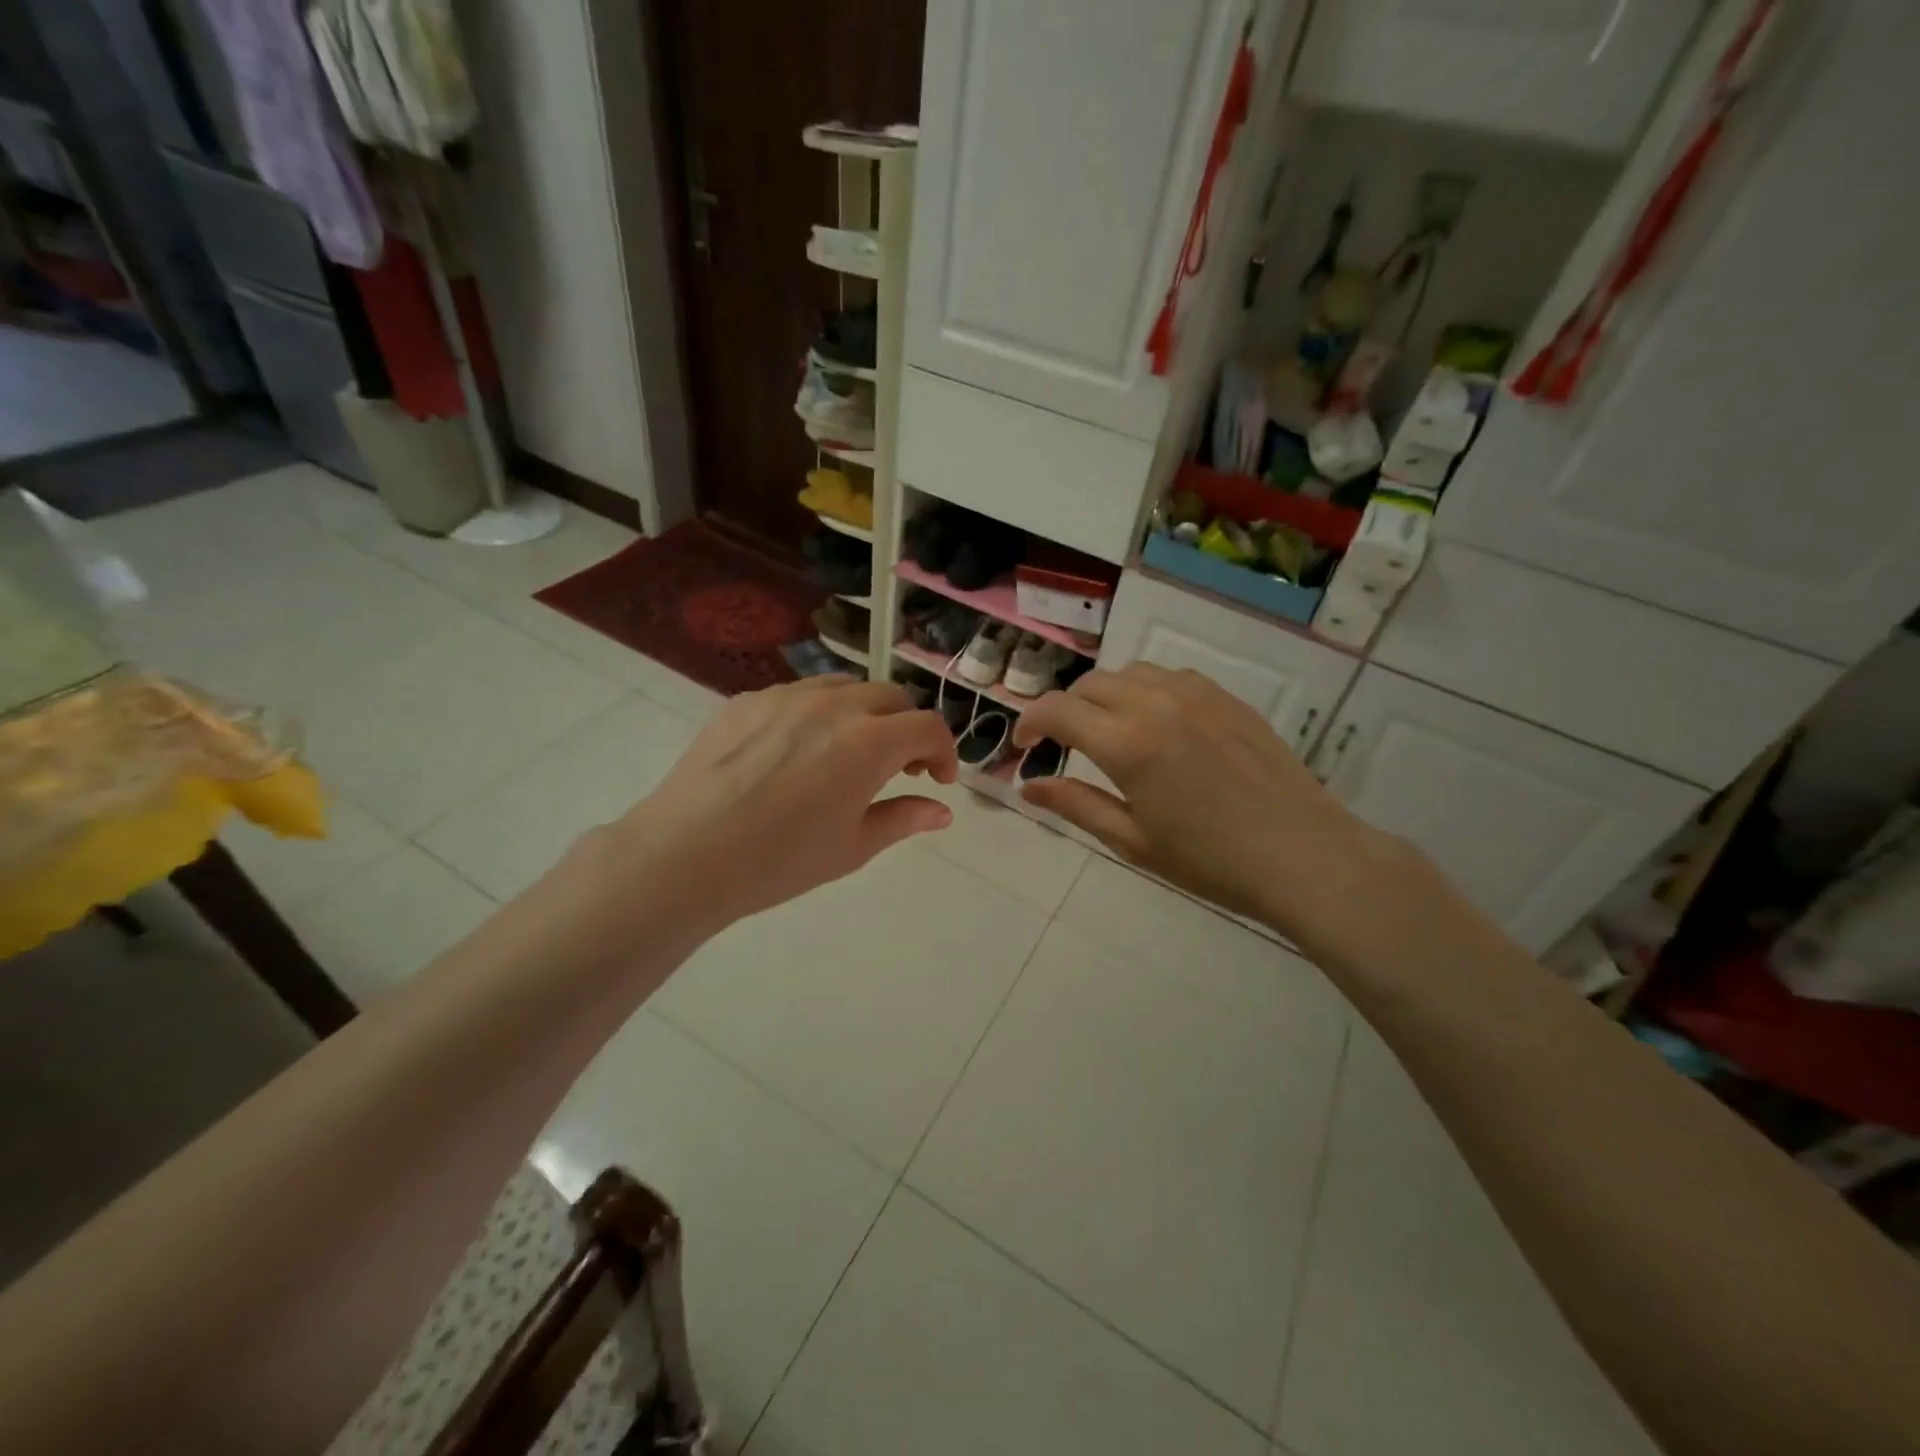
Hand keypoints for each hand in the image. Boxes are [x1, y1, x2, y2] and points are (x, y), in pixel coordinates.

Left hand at [592, 677, 958, 934]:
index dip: (944, 751)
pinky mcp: (748, 700)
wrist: (686, 854)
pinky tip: (799, 751)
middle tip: (900, 768)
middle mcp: (833, 705)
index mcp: (868, 742)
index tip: (938, 779)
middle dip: (907, 728)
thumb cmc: (780, 860)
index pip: (927, 726)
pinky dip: (819, 713)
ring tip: (851, 752)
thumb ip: (903, 819)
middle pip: (892, 697)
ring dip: (865, 714)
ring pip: (845, 687)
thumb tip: (941, 811)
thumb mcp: (853, 847)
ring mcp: (786, 696)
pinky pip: (799, 694)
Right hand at [1014, 663, 1405, 950]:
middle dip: (1066, 710)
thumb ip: (1076, 805)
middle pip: (1090, 685)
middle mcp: (1156, 704)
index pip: (1058, 711)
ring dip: (1105, 695)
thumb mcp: (1132, 841)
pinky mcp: (1226, 697)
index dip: (1030, 722)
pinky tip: (1156, 723)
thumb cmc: (1210, 861)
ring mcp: (1196, 694)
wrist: (1302, 854)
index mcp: (1128, 743)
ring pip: (1130, 673)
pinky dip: (1146, 690)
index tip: (1025, 747)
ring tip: (1109, 730)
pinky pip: (1170, 676)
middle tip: (1064, 744)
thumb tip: (1028, 787)